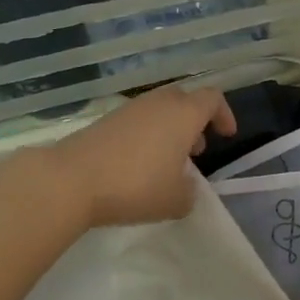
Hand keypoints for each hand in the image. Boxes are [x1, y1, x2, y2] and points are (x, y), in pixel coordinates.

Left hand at [46, 84, 235, 226]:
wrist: (72, 179)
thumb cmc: (135, 186)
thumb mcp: (176, 201)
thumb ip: (190, 192)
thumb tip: (185, 186)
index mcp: (183, 114)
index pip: (212, 98)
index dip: (224, 114)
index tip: (226, 135)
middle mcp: (158, 103)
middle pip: (184, 99)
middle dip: (195, 121)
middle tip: (197, 149)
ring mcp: (129, 109)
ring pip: (159, 109)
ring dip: (170, 129)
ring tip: (168, 162)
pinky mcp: (105, 120)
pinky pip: (137, 120)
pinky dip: (147, 135)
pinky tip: (139, 165)